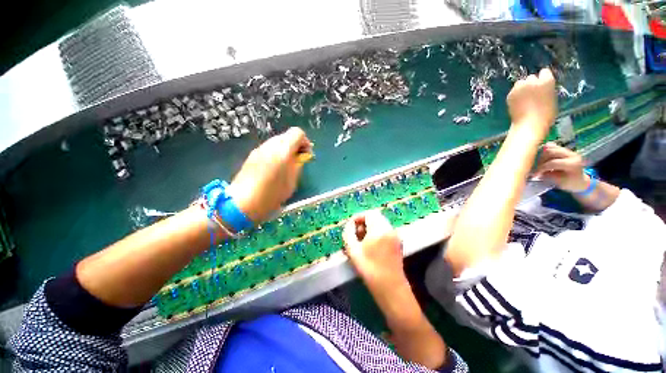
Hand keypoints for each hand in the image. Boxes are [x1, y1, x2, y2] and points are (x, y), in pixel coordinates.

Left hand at [227, 127, 311, 222]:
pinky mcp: (252, 155)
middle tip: (298, 161)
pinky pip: (269, 148)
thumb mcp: (292, 181)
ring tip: (286, 166)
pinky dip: (276, 153)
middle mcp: (270, 145)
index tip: (306, 155)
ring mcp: (259, 149)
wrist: (243, 202)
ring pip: (277, 141)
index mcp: (283, 150)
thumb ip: (298, 164)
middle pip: (287, 136)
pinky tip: (274, 168)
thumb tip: (301, 156)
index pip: (297, 132)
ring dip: (285, 150)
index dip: (305, 142)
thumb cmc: (272, 194)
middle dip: (295, 146)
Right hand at [343, 210, 406, 294]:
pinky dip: (377, 232)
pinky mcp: (397, 242)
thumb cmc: (369, 269)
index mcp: (379, 229)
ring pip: (381, 223)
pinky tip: (371, 245)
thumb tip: (349, 225)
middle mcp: (389, 229)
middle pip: (376, 217)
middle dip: (364, 221)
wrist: (391, 288)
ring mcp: (395, 235)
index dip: (359, 217)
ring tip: (362, 240)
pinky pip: (385, 230)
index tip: (351, 225)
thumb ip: (348, 234)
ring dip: (370, 227)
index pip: (369, 213)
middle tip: (356, 233)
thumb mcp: (353, 251)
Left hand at [507, 68, 556, 139]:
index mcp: (547, 81)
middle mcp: (532, 81)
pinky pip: (513, 91)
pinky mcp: (510, 94)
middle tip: (532, 93)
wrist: (529, 124)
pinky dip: (515, 95)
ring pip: (521, 83)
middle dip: (532, 83)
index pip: (545, 72)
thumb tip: (542, 87)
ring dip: (522, 88)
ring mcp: (520, 87)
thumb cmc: (545, 114)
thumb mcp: (552, 98)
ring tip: (524, 98)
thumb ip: (547, 89)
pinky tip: (517, 103)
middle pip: (531, 77)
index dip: (543, 78)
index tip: (543, 84)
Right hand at [535, 142, 588, 191]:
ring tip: (540, 164)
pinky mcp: (564, 150)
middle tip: (537, 168)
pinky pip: (552, 146)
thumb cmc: (570, 183)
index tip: (535, 175)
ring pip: (550, 147)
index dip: (541, 168)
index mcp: (573, 164)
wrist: (580, 180)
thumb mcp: (560, 182)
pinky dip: (545, 151)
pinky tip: (543, 158)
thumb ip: (549, 175)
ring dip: (542, 156)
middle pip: (550, 152)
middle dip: (541, 160)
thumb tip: (537, 173)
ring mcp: (568, 151)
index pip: (552, 163)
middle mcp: (571, 154)